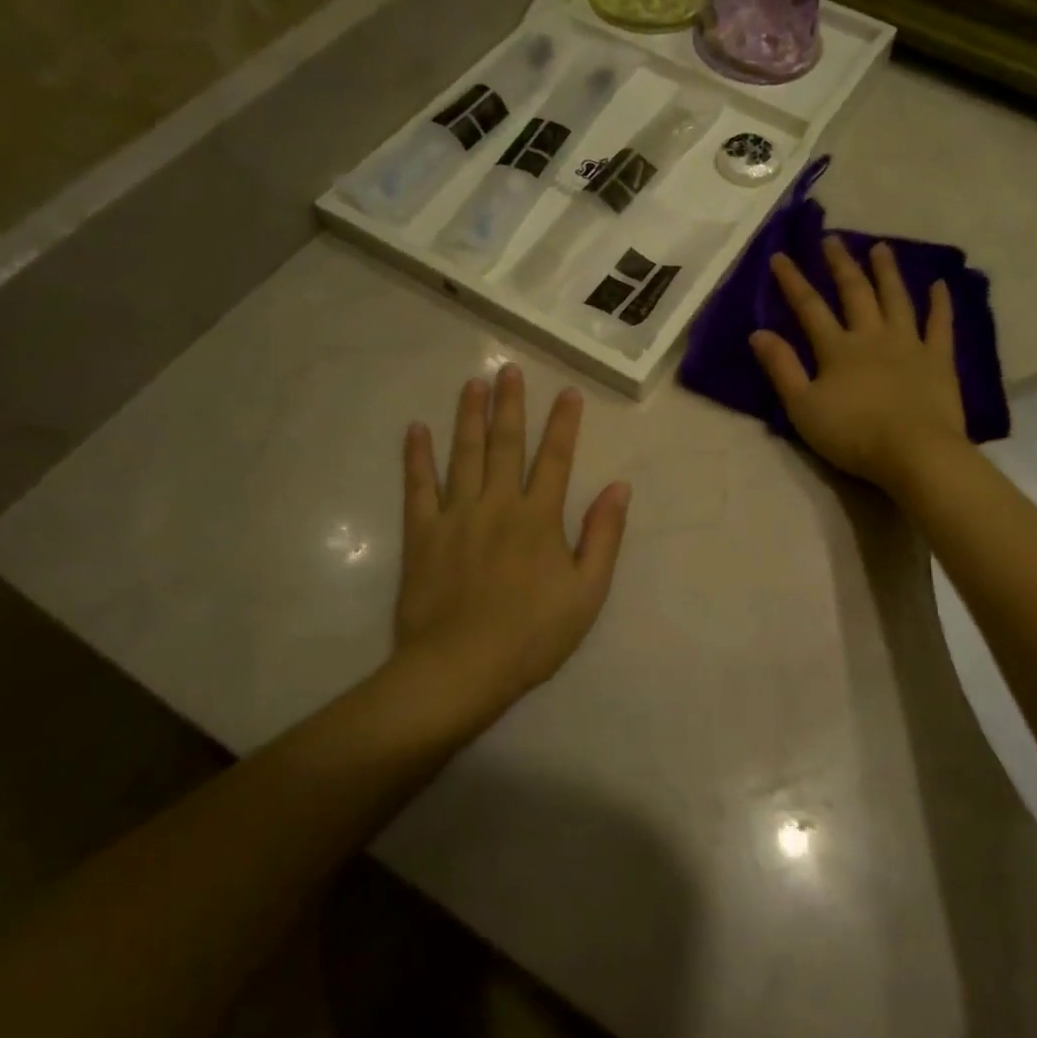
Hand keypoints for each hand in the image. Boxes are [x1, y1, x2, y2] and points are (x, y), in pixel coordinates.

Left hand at [395, 365, 630, 709]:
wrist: (460, 668)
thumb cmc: (532, 634)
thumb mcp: (587, 592)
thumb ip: (604, 535)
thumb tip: (620, 487)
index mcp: (539, 517)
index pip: (556, 458)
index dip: (563, 424)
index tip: (568, 392)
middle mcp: (498, 503)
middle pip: (506, 444)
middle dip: (510, 405)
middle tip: (508, 370)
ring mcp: (456, 515)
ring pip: (463, 454)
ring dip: (468, 417)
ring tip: (472, 384)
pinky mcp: (422, 534)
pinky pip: (417, 487)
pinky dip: (417, 457)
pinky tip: (416, 430)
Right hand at [749, 236, 967, 491]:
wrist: (915, 453)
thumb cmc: (853, 435)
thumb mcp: (803, 408)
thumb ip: (781, 368)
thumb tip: (758, 332)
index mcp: (837, 349)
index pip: (810, 307)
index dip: (793, 281)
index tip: (780, 256)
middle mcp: (872, 336)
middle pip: (855, 293)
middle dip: (840, 264)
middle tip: (832, 239)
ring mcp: (909, 344)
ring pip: (896, 299)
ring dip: (887, 272)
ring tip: (880, 247)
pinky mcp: (939, 360)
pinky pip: (940, 325)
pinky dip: (940, 303)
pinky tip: (940, 284)